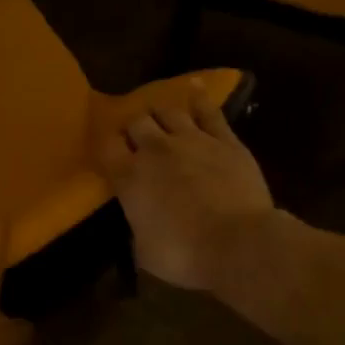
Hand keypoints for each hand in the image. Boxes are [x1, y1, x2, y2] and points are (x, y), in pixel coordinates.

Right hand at [103, 87, 276, 292]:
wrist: (239, 243)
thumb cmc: (185, 254)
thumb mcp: (145, 251)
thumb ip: (137, 227)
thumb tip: (140, 222)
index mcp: (129, 178)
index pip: (106, 146)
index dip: (105, 143)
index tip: (107, 148)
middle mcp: (155, 150)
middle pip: (136, 122)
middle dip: (133, 128)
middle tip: (136, 137)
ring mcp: (192, 139)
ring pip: (168, 111)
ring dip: (160, 113)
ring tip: (159, 118)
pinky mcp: (225, 139)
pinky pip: (208, 110)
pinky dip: (198, 98)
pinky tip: (194, 90)